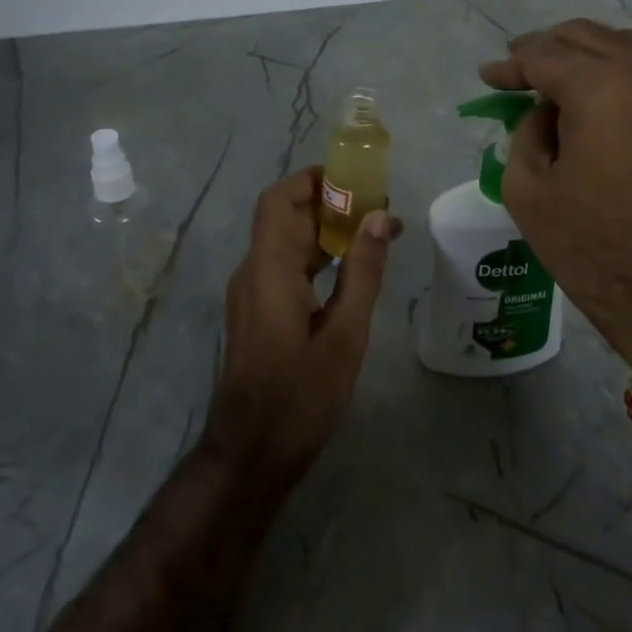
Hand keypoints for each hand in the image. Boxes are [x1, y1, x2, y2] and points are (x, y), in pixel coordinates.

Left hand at [206, 168, 403, 485]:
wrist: (252, 454)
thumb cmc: (300, 396)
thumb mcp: (344, 334)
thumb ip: (362, 272)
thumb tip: (379, 218)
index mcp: (269, 269)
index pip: (280, 200)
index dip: (313, 180)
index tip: (356, 178)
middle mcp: (254, 272)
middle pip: (285, 217)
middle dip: (329, 203)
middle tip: (378, 207)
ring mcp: (252, 294)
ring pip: (286, 242)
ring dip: (325, 230)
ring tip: (374, 232)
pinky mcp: (259, 313)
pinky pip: (286, 267)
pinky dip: (317, 257)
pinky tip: (351, 268)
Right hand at [481, 19, 631, 362]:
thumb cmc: (589, 243)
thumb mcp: (526, 188)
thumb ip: (525, 132)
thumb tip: (544, 112)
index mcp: (597, 88)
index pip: (543, 56)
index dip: (510, 65)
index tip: (488, 76)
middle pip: (584, 37)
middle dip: (545, 48)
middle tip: (516, 66)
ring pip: (620, 45)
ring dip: (582, 52)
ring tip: (553, 72)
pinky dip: (614, 67)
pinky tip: (594, 89)